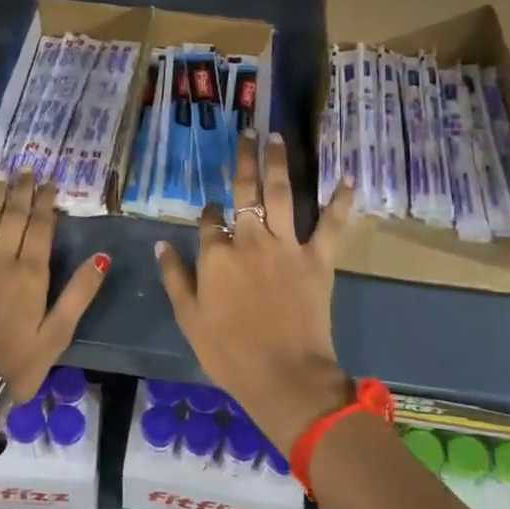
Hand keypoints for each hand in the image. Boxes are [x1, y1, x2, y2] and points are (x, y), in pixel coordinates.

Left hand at [0, 173, 109, 402]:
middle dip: (22, 191)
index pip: (41, 229)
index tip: (50, 181)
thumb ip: (79, 293)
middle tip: (27, 167)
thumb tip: (101, 256)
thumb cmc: (17, 364)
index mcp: (31, 275)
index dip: (46, 203)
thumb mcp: (58, 334)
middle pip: (14, 218)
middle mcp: (1, 262)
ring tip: (1, 173)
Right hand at [156, 132, 355, 452]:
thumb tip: (161, 244)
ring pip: (282, 193)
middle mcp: (250, 240)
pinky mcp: (319, 259)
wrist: (284, 377)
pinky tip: (348, 176)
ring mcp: (286, 246)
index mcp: (216, 255)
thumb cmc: (229, 353)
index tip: (212, 209)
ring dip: (278, 162)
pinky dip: (341, 200)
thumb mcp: (188, 319)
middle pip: (246, 192)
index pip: (210, 220)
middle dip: (244, 159)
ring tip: (277, 136)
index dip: (210, 212)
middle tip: (248, 131)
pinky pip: (332, 224)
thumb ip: (175, 278)